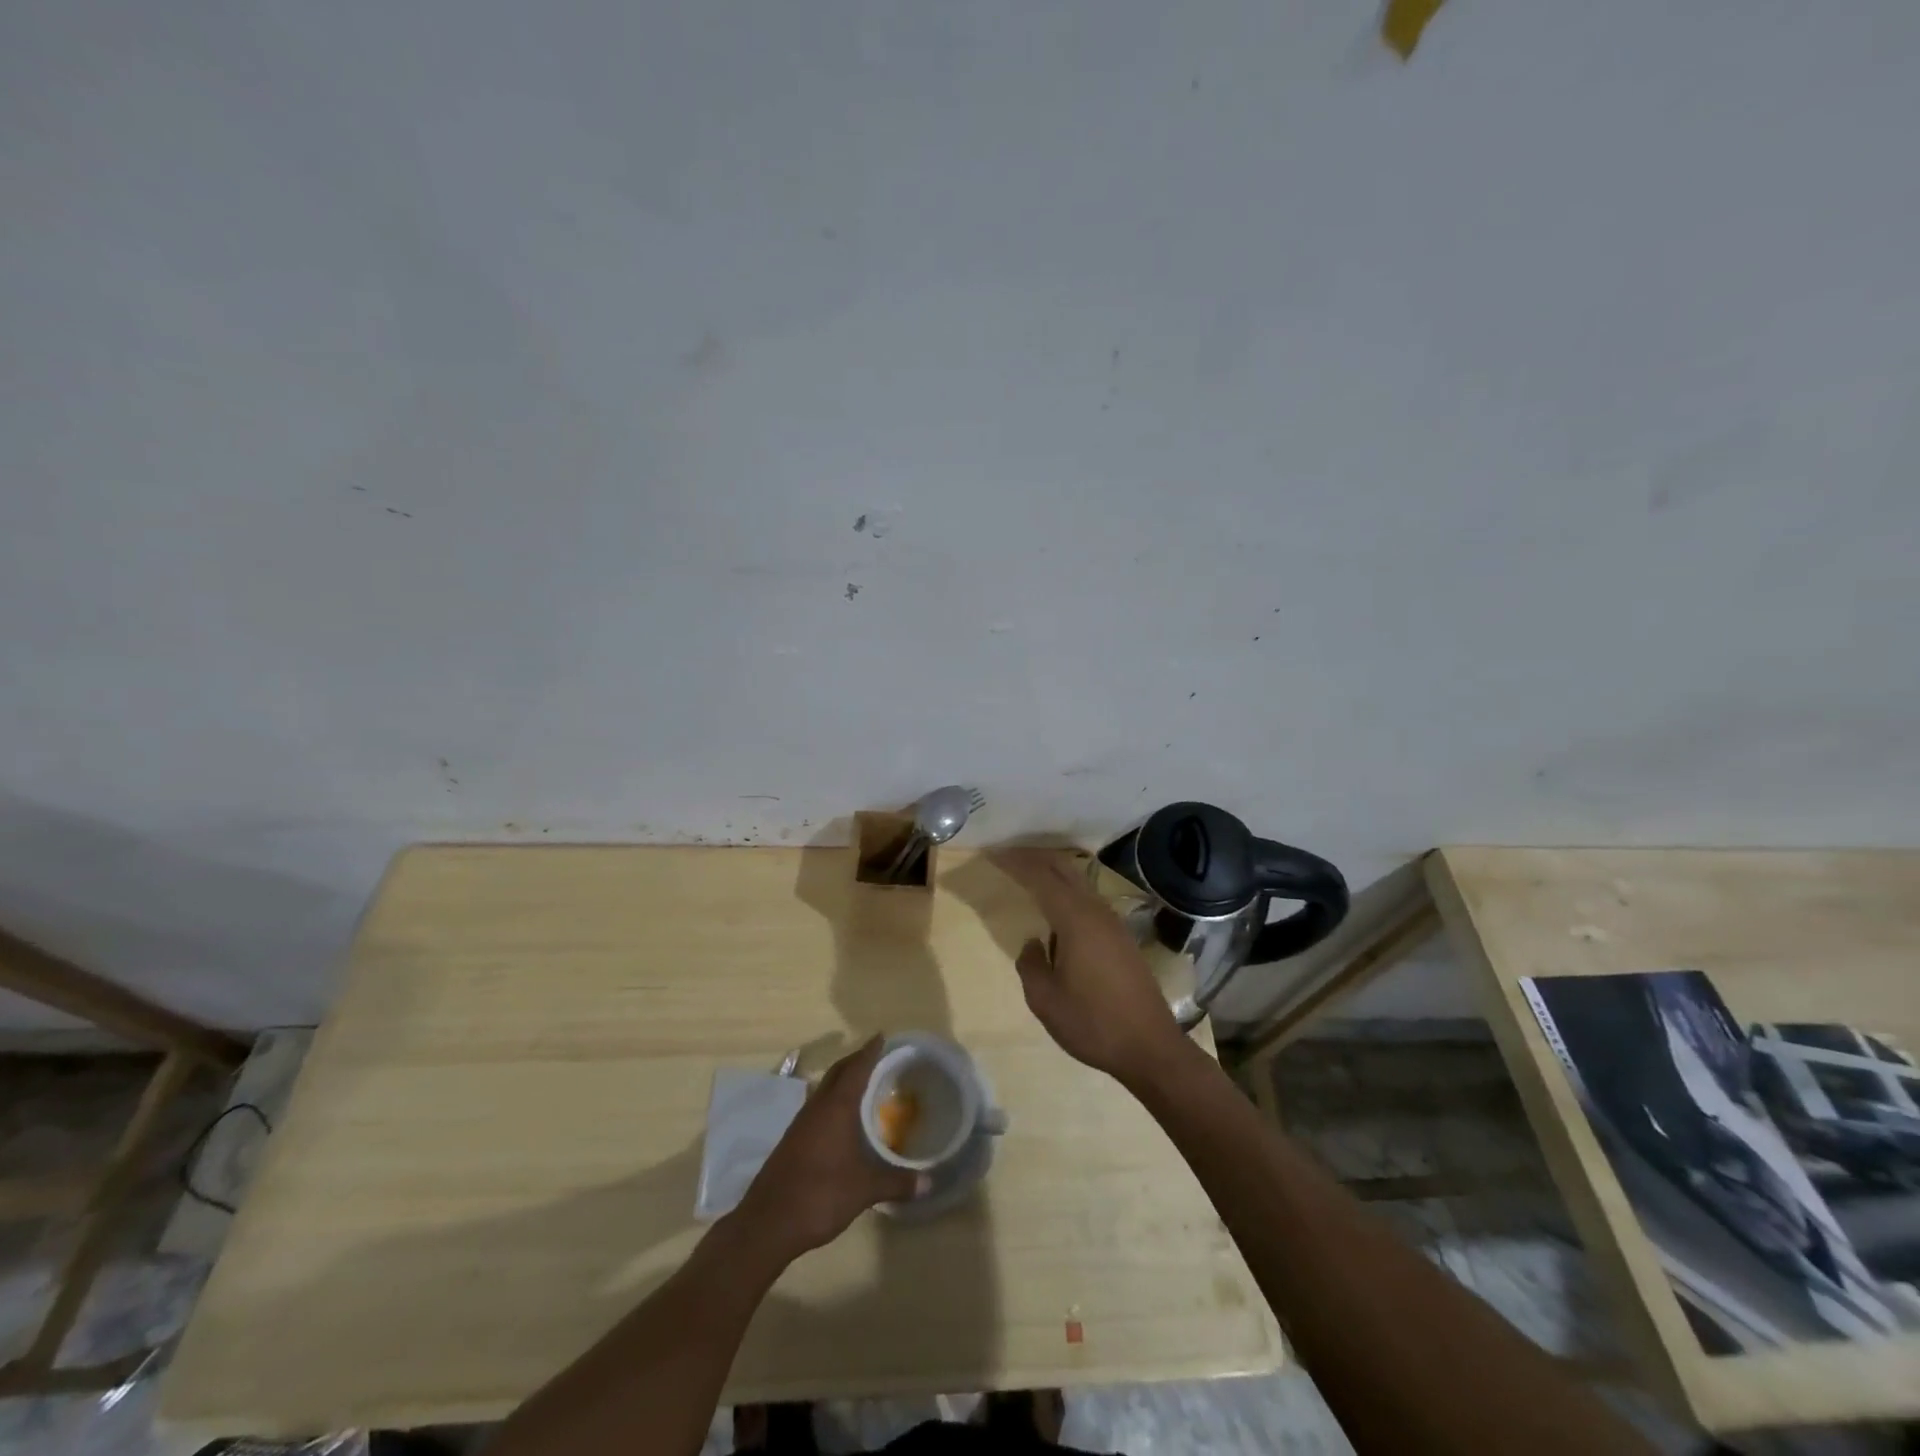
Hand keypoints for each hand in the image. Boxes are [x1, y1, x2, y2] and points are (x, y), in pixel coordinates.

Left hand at [735, 1036, 926, 1260]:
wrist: (768, 1223)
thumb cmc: (820, 1195)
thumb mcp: (864, 1189)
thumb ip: (897, 1183)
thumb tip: (930, 1182)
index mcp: (836, 1107)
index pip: (856, 1068)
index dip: (869, 1051)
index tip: (881, 1036)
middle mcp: (817, 1107)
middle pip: (837, 1072)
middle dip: (856, 1060)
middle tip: (876, 1056)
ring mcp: (800, 1124)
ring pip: (824, 1090)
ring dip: (842, 1081)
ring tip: (862, 1085)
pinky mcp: (792, 1141)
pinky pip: (817, 1108)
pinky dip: (832, 1102)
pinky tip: (841, 1120)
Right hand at [988, 848, 1190, 1087]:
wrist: (1150, 1047)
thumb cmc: (1093, 1023)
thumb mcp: (1045, 1000)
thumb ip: (1030, 964)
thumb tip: (1034, 943)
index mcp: (1076, 919)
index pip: (1040, 877)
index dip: (1015, 862)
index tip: (993, 852)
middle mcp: (1096, 911)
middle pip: (1063, 868)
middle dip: (1034, 856)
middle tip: (1007, 854)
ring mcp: (1113, 922)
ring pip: (1079, 881)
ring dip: (1052, 871)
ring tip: (1027, 873)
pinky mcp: (1121, 937)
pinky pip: (1088, 899)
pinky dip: (1066, 890)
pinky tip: (1055, 907)